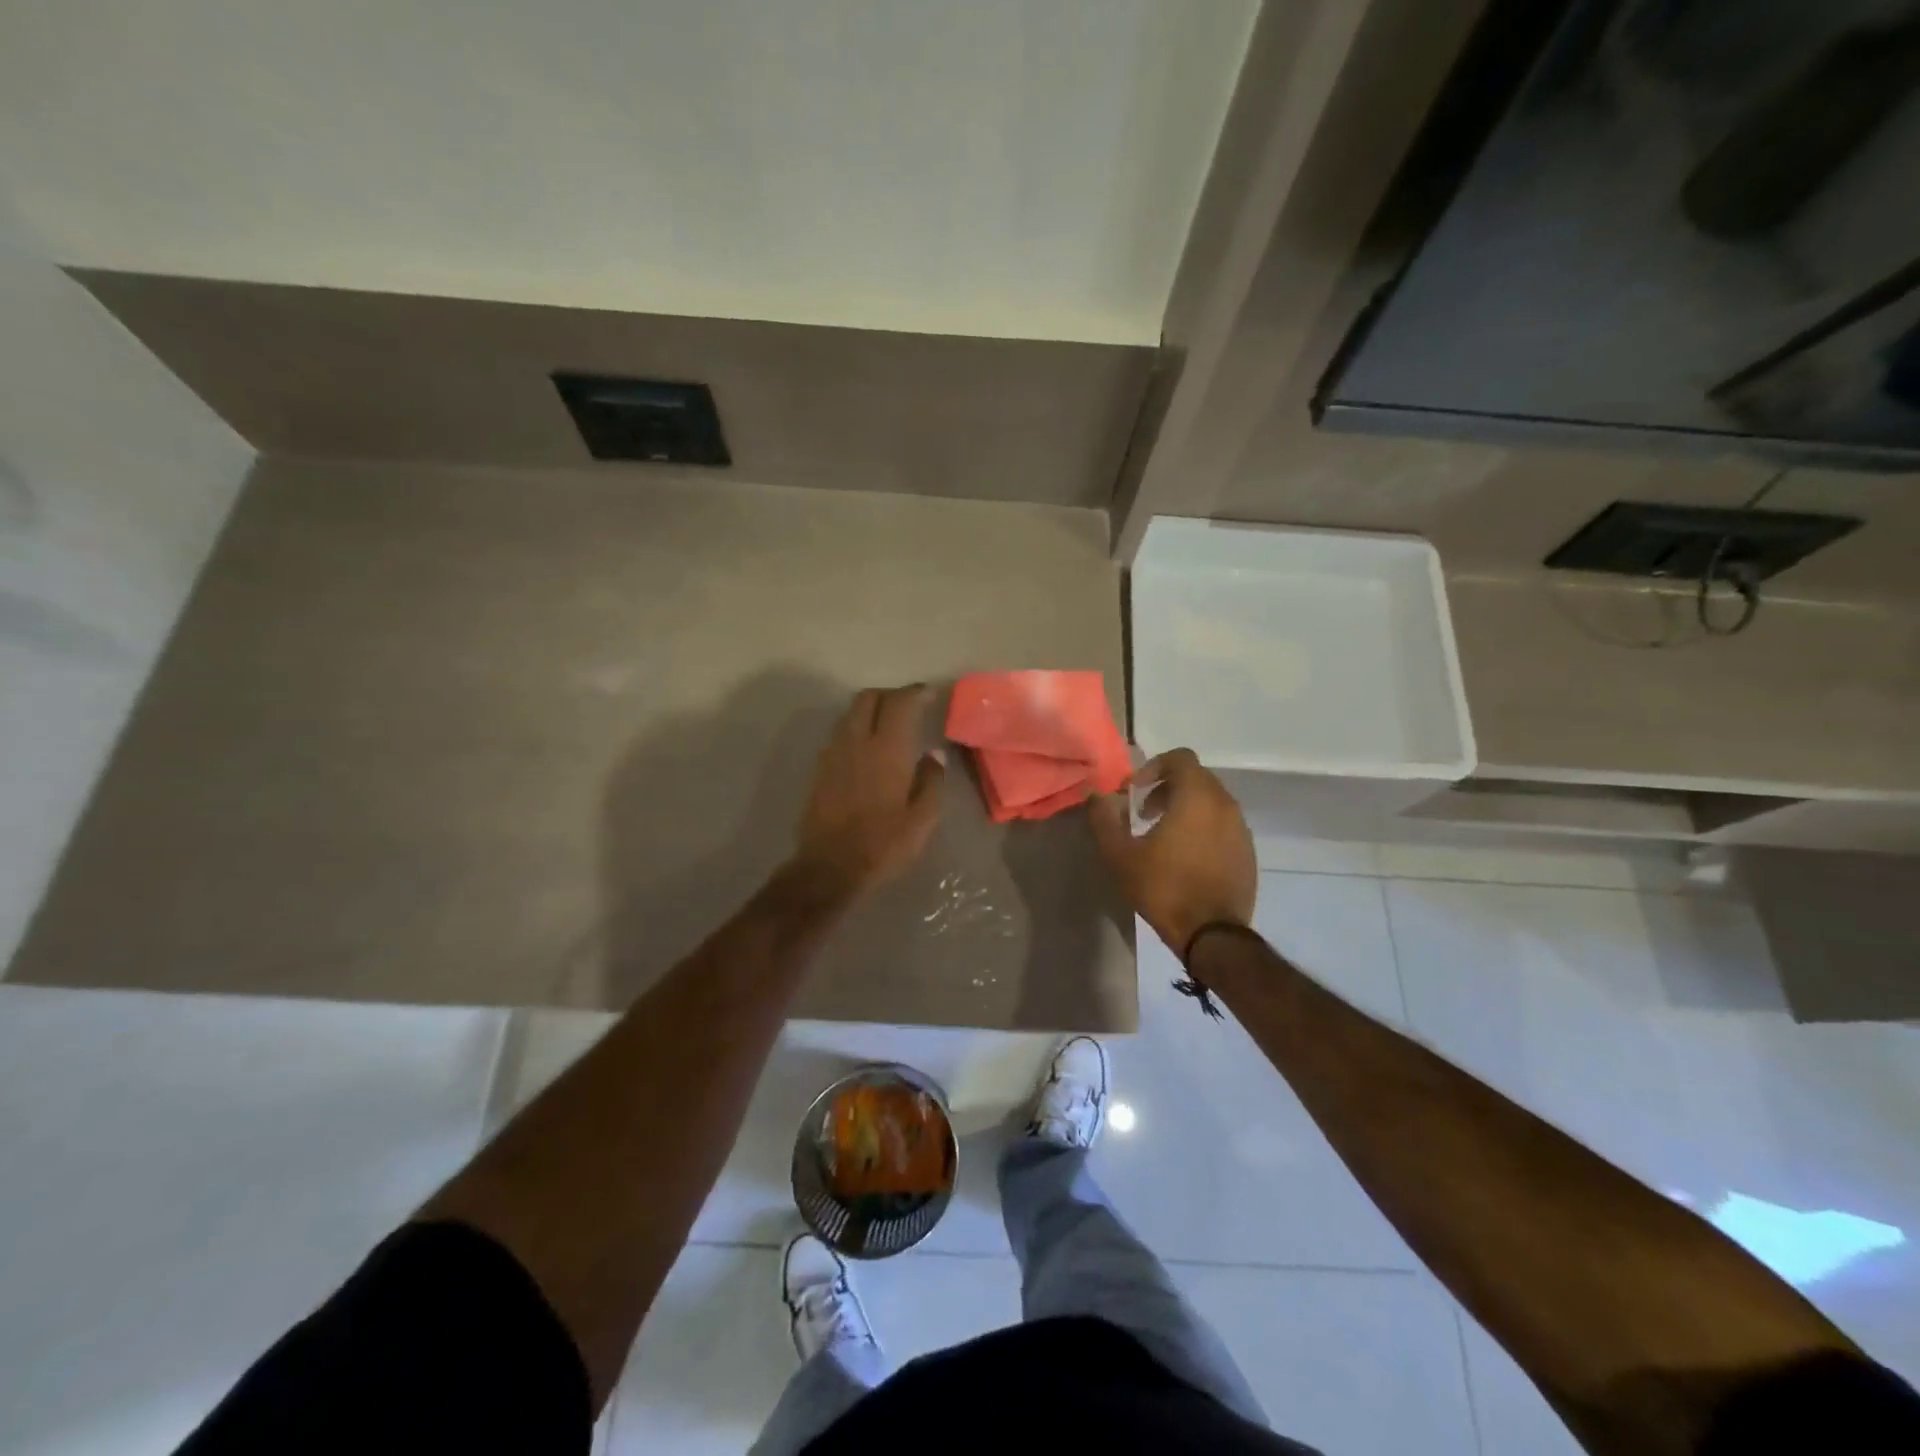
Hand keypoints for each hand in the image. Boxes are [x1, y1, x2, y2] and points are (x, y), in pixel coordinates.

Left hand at [794, 685, 945, 896]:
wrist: (829, 868)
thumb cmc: (883, 845)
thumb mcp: (922, 820)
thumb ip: (931, 782)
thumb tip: (932, 756)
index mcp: (887, 750)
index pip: (900, 703)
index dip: (916, 693)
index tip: (929, 693)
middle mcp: (857, 742)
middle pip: (869, 698)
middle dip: (890, 695)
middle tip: (909, 706)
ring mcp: (834, 754)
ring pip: (851, 714)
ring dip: (871, 709)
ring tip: (890, 725)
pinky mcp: (820, 769)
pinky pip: (841, 733)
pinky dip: (857, 728)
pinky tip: (869, 749)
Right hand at [1088, 748, 1255, 956]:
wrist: (1212, 934)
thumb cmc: (1164, 887)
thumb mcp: (1120, 855)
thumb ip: (1104, 819)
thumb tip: (1097, 796)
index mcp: (1197, 797)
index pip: (1180, 758)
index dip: (1153, 768)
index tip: (1134, 793)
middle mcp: (1225, 804)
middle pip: (1196, 778)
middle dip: (1166, 788)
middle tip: (1142, 814)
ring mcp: (1241, 829)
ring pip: (1211, 802)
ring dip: (1185, 809)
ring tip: (1162, 837)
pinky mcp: (1248, 852)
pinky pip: (1223, 826)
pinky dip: (1202, 828)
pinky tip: (1184, 858)